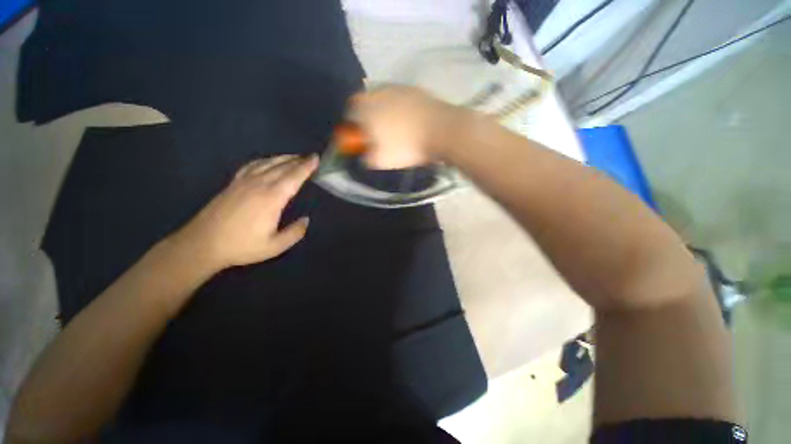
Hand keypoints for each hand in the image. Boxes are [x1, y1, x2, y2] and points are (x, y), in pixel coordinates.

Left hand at [172, 155, 318, 270]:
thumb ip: (295, 233)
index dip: (306, 167)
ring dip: (283, 158)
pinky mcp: (233, 183)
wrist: (202, 244)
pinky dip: (264, 160)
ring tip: (295, 157)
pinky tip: (268, 161)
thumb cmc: (241, 246)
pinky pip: (252, 165)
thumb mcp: (274, 246)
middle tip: (310, 157)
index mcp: (272, 198)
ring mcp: (244, 182)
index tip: (316, 158)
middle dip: (298, 160)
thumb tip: (306, 220)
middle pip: (282, 167)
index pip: (293, 177)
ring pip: (268, 163)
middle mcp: (259, 185)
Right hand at [349, 85, 462, 168]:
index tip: (361, 136)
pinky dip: (399, 107)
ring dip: (383, 110)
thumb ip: (366, 156)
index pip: (350, 111)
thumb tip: (364, 154)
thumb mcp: (381, 160)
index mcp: (366, 108)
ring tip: (394, 127)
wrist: (441, 130)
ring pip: (383, 98)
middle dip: (367, 116)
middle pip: (365, 101)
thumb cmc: (407, 146)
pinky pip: (400, 98)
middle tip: (376, 132)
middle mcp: (379, 92)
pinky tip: (408, 120)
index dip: (353, 124)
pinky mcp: (414, 89)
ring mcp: (398, 88)